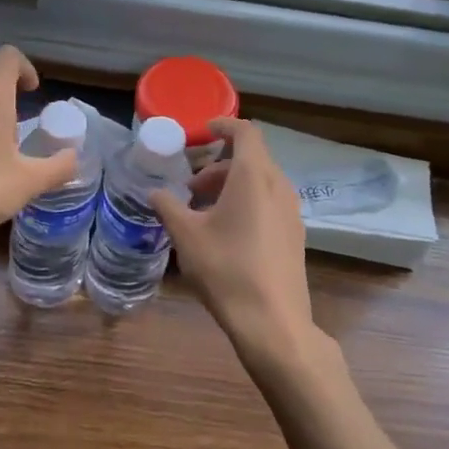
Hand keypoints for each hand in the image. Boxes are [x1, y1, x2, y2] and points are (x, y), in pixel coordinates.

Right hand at [150, 119, 317, 364]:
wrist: (273, 323)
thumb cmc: (226, 269)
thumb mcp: (186, 235)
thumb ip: (168, 206)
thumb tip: (154, 192)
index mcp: (254, 176)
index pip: (245, 132)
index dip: (223, 126)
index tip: (202, 133)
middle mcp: (278, 186)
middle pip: (250, 159)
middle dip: (217, 166)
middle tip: (189, 187)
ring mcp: (291, 211)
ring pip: (259, 182)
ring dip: (230, 186)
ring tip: (201, 212)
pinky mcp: (294, 235)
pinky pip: (268, 203)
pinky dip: (246, 203)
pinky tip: (224, 234)